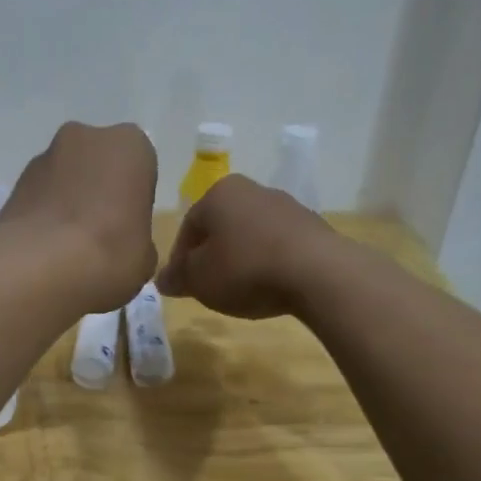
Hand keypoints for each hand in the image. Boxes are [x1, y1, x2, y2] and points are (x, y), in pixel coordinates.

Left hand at [0, 121, 158, 311]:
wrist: (41, 266)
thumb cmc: (110, 253)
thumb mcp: (145, 257)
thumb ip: (139, 240)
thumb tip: (128, 245)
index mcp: (130, 146)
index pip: (140, 166)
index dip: (134, 197)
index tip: (130, 226)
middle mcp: (86, 137)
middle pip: (98, 163)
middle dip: (99, 190)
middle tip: (102, 233)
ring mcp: (44, 156)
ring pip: (66, 177)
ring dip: (69, 201)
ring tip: (70, 245)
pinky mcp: (14, 182)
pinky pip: (40, 196)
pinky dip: (45, 215)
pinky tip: (47, 249)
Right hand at [157, 175, 337, 318]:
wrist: (317, 273)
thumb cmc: (245, 269)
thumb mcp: (199, 279)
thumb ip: (178, 277)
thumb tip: (163, 279)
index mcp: (219, 193)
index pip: (188, 227)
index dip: (180, 259)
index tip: (182, 285)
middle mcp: (252, 190)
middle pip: (221, 227)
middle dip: (212, 256)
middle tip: (209, 287)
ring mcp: (286, 206)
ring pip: (251, 234)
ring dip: (241, 259)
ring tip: (241, 290)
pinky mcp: (312, 226)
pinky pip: (278, 245)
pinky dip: (268, 262)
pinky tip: (270, 286)